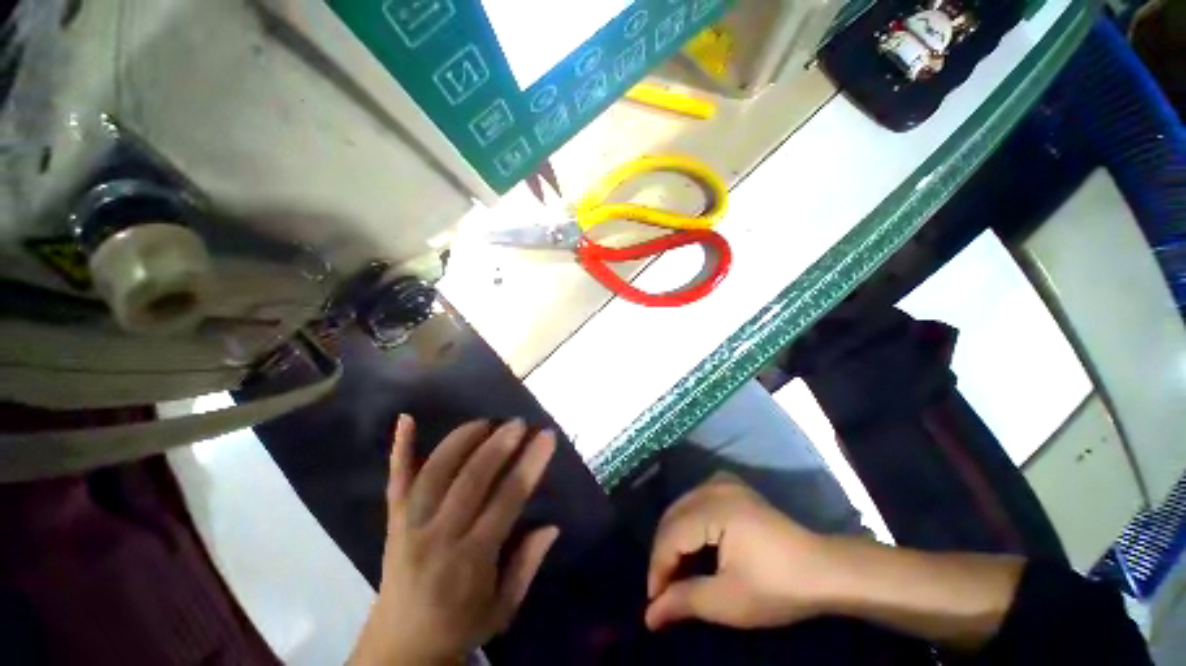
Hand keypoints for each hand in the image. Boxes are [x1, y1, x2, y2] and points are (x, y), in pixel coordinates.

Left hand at [350, 416, 558, 665]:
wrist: (398, 651)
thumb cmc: (459, 628)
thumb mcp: (502, 609)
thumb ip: (527, 565)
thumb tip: (552, 526)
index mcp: (471, 561)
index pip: (507, 500)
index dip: (529, 464)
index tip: (546, 437)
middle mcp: (438, 537)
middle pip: (471, 480)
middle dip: (498, 445)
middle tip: (518, 422)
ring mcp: (410, 526)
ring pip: (435, 473)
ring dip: (462, 440)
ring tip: (486, 421)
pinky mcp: (393, 522)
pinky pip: (396, 482)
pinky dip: (400, 450)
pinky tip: (406, 419)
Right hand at [645, 473, 838, 630]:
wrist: (823, 569)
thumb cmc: (778, 587)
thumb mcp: (729, 601)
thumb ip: (685, 601)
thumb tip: (649, 615)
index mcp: (714, 508)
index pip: (671, 535)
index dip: (658, 569)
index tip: (654, 603)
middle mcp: (713, 486)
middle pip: (672, 517)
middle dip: (664, 555)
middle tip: (663, 591)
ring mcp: (722, 482)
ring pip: (681, 508)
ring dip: (674, 540)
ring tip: (676, 573)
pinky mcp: (730, 486)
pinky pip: (695, 501)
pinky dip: (688, 524)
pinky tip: (693, 545)